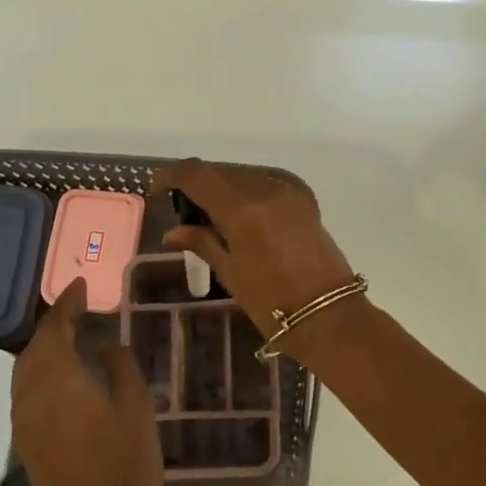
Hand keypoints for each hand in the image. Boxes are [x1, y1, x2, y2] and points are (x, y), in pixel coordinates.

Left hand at [12, 280, 161, 485]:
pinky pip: (27, 392)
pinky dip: (42, 372)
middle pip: (34, 348)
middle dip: (54, 325)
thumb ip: (120, 367)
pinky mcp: (27, 443)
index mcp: (58, 379)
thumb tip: (106, 346)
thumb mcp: (136, 406)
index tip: (82, 285)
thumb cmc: (125, 463)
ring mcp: (25, 422)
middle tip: (80, 309)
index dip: (68, 304)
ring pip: (26, 371)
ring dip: (46, 349)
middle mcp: (31, 395)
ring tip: (73, 337)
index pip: (55, 328)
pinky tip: (65, 377)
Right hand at [149, 159, 361, 338]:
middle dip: (198, 184)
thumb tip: (173, 230)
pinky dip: (246, 190)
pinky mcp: (303, 197)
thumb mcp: (230, 272)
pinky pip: (264, 181)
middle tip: (182, 208)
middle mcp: (266, 187)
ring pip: (243, 174)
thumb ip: (202, 242)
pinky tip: (238, 214)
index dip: (172, 176)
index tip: (157, 188)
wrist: (328, 314)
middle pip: (221, 171)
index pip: (198, 175)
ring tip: (210, 214)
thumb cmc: (272, 302)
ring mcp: (288, 189)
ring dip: (223, 186)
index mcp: (243, 207)